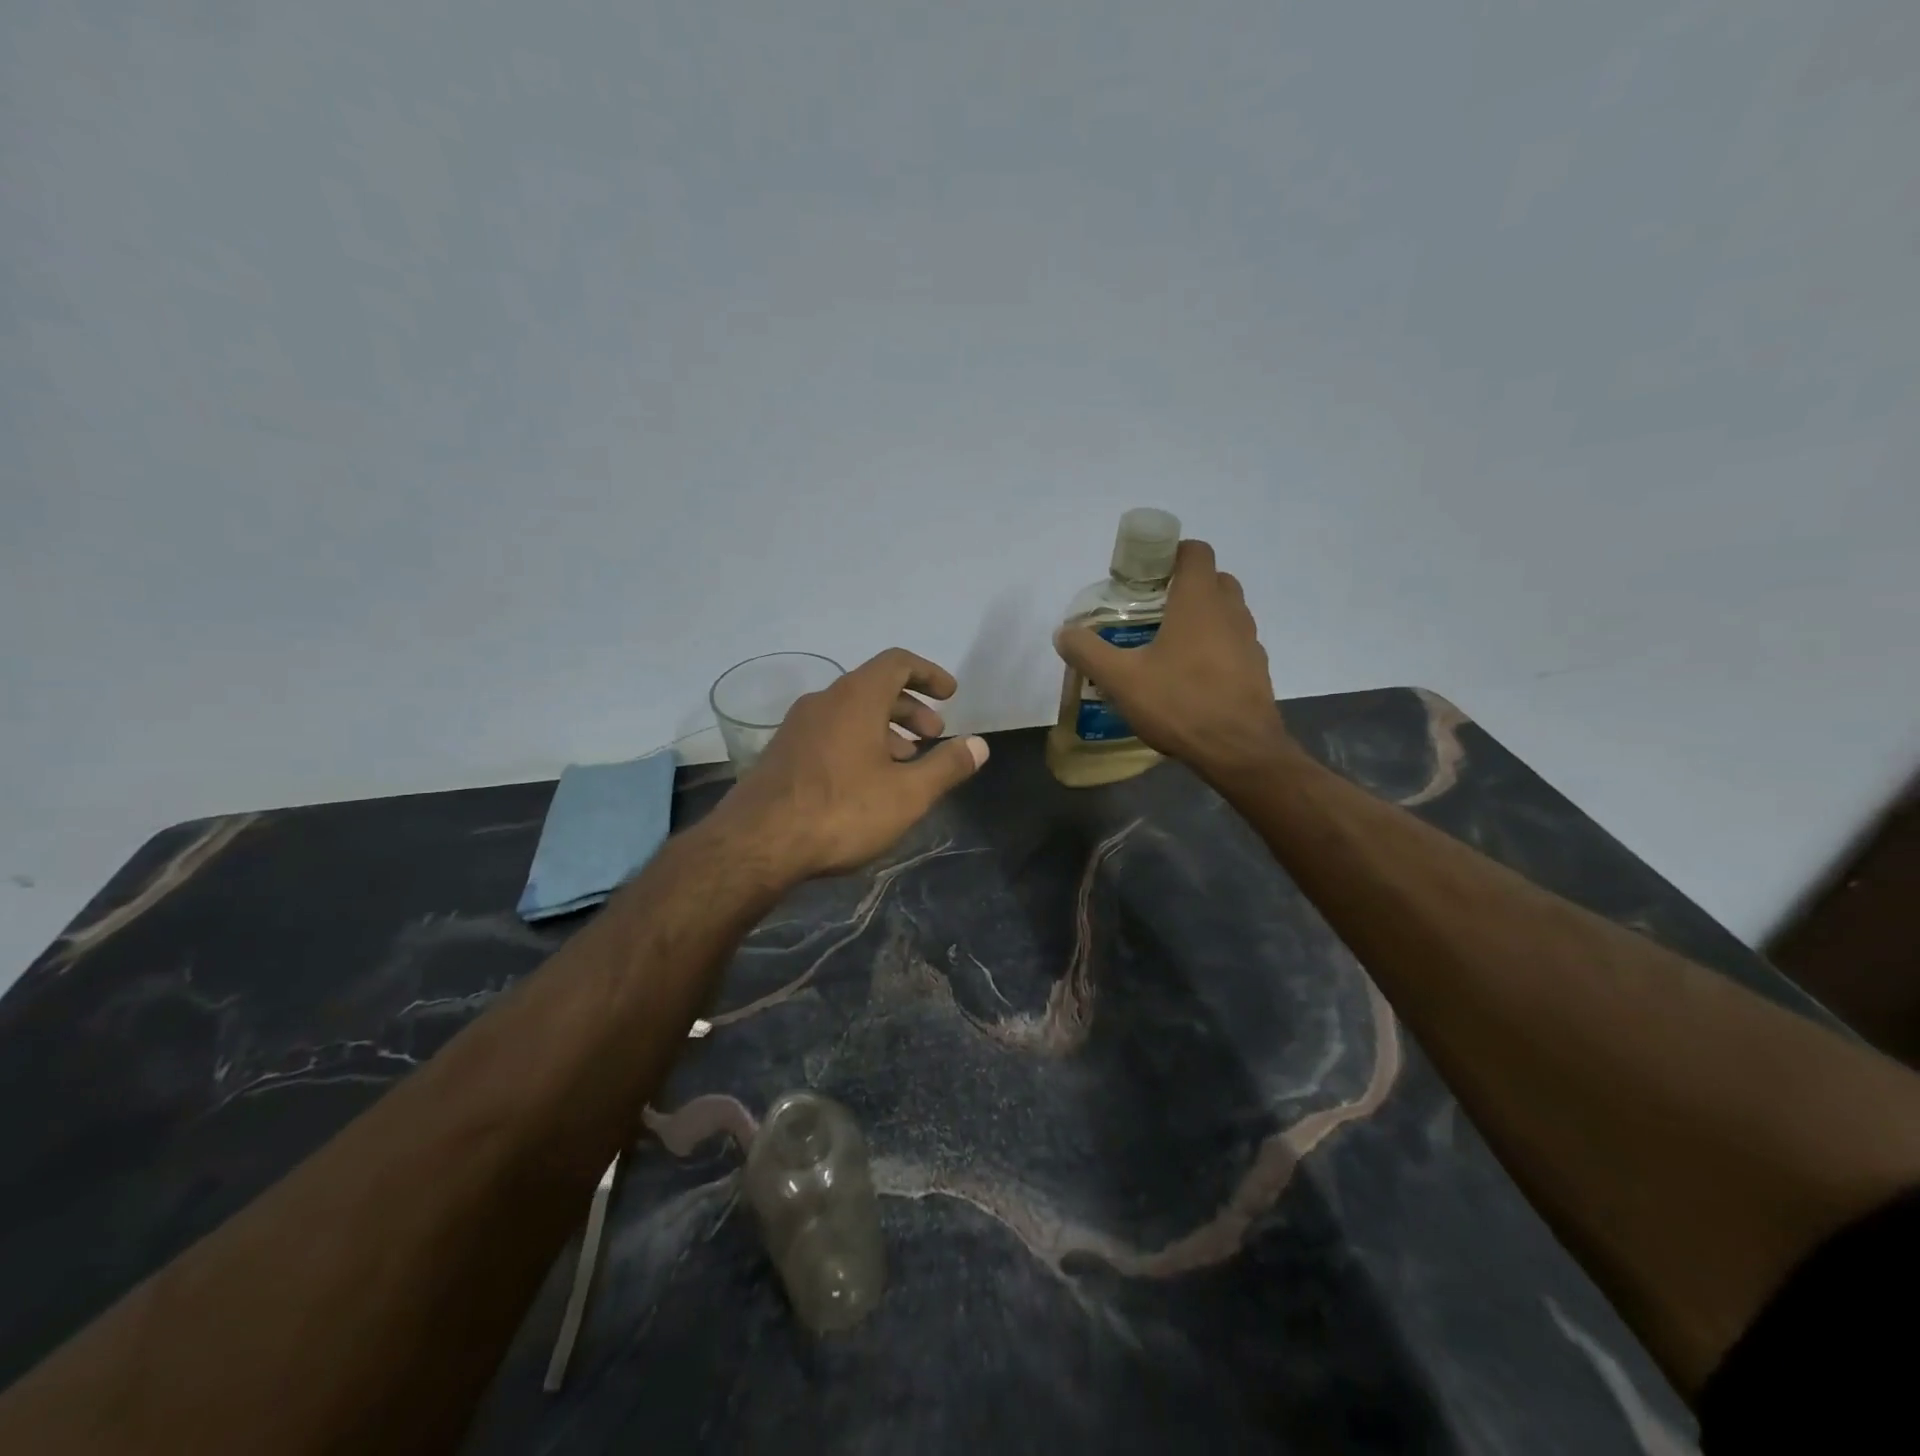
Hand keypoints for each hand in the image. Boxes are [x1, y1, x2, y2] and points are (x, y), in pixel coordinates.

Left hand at [711, 648, 989, 879]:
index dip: (929, 673)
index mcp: (856, 698)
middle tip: (933, 736)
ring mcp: (797, 726)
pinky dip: (858, 742)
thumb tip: (980, 745)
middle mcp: (824, 701)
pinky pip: (830, 732)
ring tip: (905, 762)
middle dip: (910, 708)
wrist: (756, 844)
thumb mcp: (907, 794)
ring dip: (884, 729)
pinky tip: (865, 781)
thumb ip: (947, 766)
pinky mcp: (782, 752)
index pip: (897, 662)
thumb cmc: (841, 812)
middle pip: (874, 687)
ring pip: (851, 712)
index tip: (950, 695)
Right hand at [1055, 540, 1293, 778]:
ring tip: (1167, 646)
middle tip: (1151, 609)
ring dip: (1201, 618)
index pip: (1195, 552)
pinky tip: (1190, 678)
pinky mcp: (1257, 670)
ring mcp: (1249, 642)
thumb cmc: (1180, 704)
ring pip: (1226, 613)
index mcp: (1199, 602)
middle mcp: (1230, 612)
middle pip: (1213, 580)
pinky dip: (1214, 648)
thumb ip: (1088, 651)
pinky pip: (1234, 644)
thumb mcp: (1121, 679)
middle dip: (1184, 586)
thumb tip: (1063, 633)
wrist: (1240, 752)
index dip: (1170, 553)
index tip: (1145, 574)